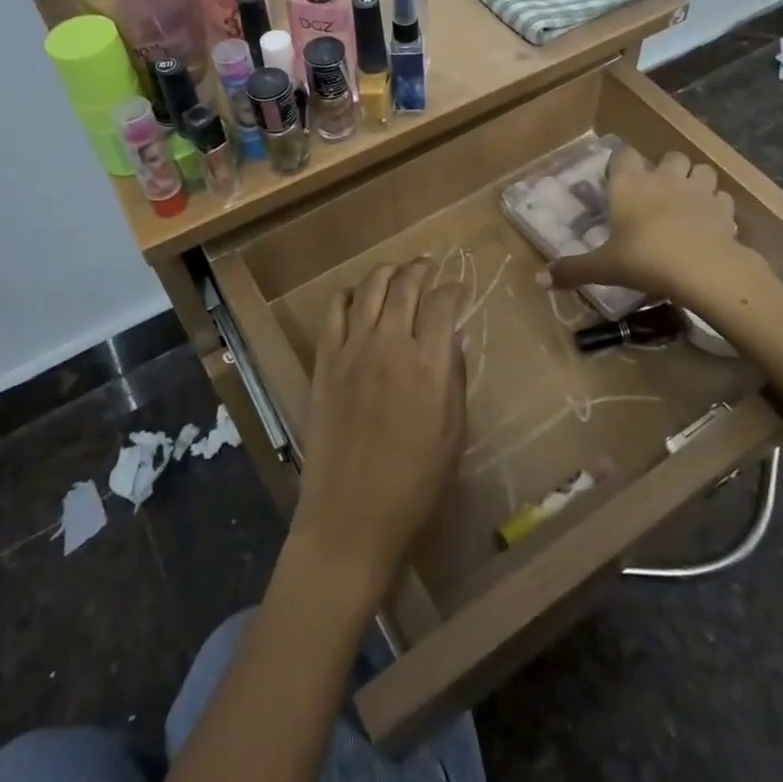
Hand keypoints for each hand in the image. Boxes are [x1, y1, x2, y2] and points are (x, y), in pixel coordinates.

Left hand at [293, 261, 466, 596]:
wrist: (351, 514)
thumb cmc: (414, 482)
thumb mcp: (453, 433)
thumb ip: (454, 378)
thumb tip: (453, 338)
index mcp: (428, 365)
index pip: (443, 302)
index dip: (453, 288)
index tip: (458, 290)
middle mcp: (390, 345)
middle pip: (407, 285)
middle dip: (422, 269)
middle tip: (429, 267)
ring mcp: (352, 349)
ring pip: (370, 288)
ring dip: (388, 271)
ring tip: (398, 271)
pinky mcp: (325, 360)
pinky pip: (334, 310)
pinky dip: (348, 293)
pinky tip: (358, 295)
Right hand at [542, 147, 746, 302]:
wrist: (703, 269)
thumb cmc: (644, 259)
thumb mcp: (603, 268)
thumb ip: (572, 270)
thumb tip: (539, 279)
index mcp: (630, 184)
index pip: (624, 154)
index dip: (622, 163)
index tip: (618, 179)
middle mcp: (664, 178)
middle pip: (669, 156)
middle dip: (665, 168)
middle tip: (657, 191)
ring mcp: (698, 190)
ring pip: (701, 170)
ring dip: (695, 180)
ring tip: (687, 201)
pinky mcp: (724, 209)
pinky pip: (722, 198)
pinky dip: (717, 206)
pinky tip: (711, 222)